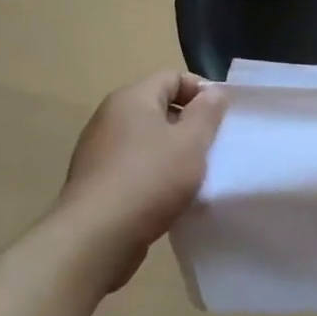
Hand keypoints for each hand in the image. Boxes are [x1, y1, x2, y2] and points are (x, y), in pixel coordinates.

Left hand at [53, 71, 227, 292]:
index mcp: (131, 99)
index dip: (202, 91)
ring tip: (194, 173)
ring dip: (173, 151)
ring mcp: (98, 151)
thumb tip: (212, 93)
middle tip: (212, 145)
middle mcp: (109, 118)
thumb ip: (208, 112)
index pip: (173, 77)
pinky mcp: (95, 182)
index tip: (221, 117)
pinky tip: (168, 195)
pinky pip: (133, 165)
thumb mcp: (192, 141)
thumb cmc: (150, 179)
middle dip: (189, 123)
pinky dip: (154, 173)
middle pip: (159, 107)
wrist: (95, 238)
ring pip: (147, 139)